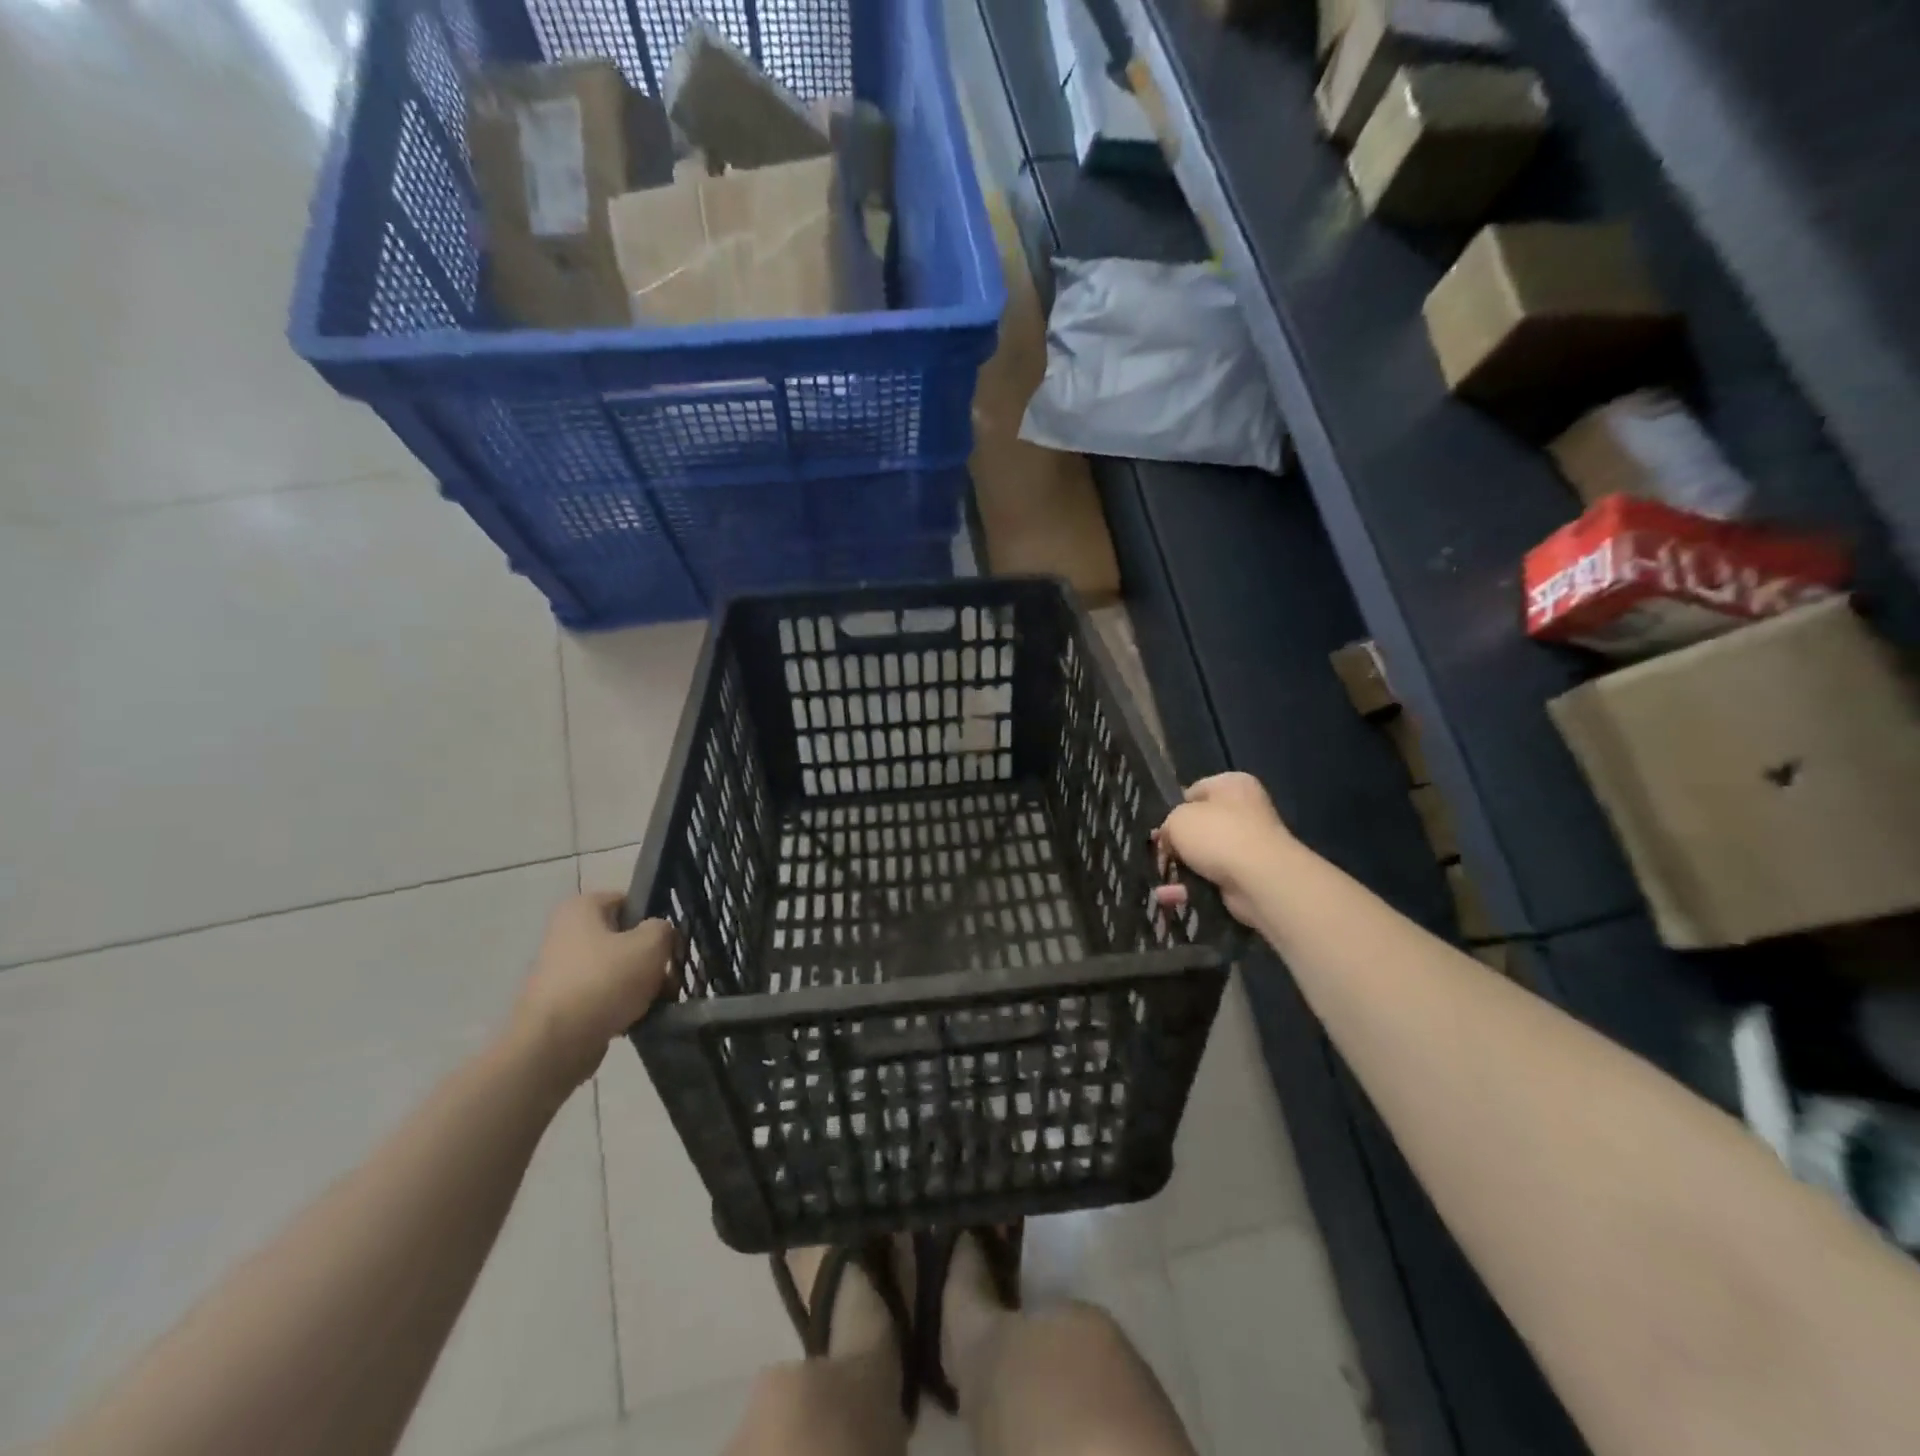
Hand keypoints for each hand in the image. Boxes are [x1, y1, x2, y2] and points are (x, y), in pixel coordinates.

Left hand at [513, 893, 676, 1090]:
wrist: (555, 1045)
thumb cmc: (604, 981)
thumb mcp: (651, 944)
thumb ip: (664, 930)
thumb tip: (659, 936)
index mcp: (581, 909)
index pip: (629, 901)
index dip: (654, 920)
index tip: (670, 943)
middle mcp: (566, 934)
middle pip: (625, 939)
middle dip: (651, 959)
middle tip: (669, 978)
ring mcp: (561, 971)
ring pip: (617, 970)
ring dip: (641, 985)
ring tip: (658, 1002)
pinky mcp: (562, 1004)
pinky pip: (603, 997)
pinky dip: (622, 1006)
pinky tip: (637, 1019)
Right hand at [1154, 773, 1294, 928]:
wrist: (1259, 878)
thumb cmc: (1217, 835)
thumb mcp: (1177, 819)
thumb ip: (1168, 825)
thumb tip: (1170, 840)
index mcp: (1232, 785)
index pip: (1195, 791)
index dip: (1173, 808)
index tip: (1159, 827)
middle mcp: (1245, 811)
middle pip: (1200, 825)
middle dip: (1178, 842)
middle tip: (1158, 853)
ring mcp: (1249, 845)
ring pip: (1205, 855)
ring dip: (1182, 868)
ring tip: (1159, 877)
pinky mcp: (1249, 876)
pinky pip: (1212, 879)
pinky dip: (1192, 887)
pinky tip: (1171, 896)